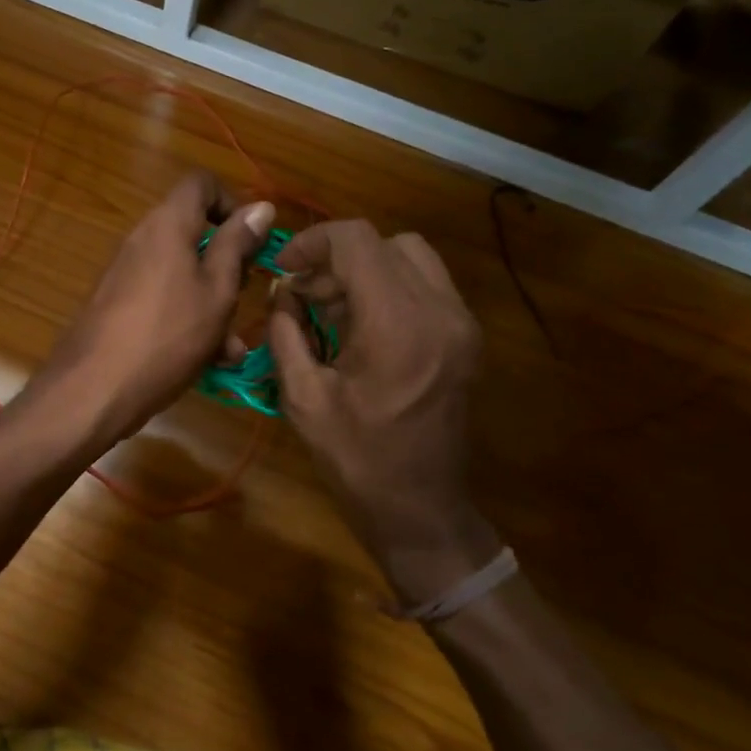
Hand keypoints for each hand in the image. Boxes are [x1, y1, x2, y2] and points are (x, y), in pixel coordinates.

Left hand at [32, 172, 275, 452]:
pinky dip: (187, 318)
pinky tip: (207, 360)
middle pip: (193, 231)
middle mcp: (143, 239)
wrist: (92, 389)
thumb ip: (237, 246)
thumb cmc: (167, 335)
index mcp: (167, 224)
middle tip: (244, 298)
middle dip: (226, 264)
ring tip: (231, 347)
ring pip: (182, 272)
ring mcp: (126, 272)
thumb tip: (261, 206)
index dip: (232, 201)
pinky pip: (163, 297)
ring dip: (212, 302)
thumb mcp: (216, 291)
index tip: (252, 240)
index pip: (201, 183)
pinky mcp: (118, 303)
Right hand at [266, 220, 499, 605]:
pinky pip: (426, 283)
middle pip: (383, 243)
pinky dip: (389, 286)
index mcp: (396, 324)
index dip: (313, 242)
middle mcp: (439, 311)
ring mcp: (460, 322)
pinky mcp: (466, 336)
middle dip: (336, 258)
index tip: (286, 268)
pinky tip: (362, 324)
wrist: (420, 509)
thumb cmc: (355, 458)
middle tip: (305, 294)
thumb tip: (284, 292)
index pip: (356, 241)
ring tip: (332, 308)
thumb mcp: (302, 396)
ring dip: (365, 268)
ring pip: (409, 256)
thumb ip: (286, 331)